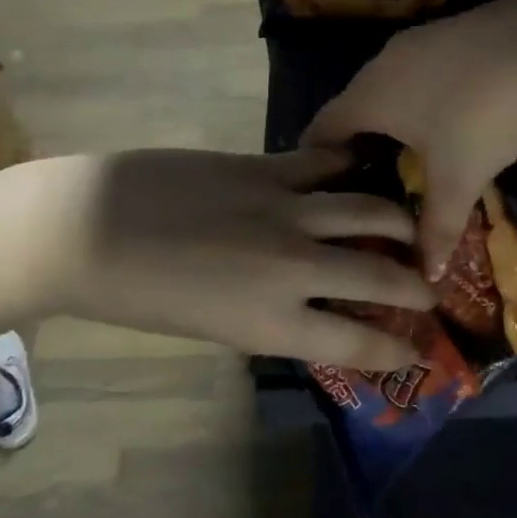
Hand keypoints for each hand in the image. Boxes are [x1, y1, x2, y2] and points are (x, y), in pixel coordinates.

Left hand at [37, 148, 436, 372]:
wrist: (86, 229)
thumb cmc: (139, 295)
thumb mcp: (214, 327)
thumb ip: (271, 317)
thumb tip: (313, 305)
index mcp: (270, 324)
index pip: (355, 344)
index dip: (394, 351)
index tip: (416, 352)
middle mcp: (292, 269)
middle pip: (378, 278)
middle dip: (416, 287)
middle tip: (430, 288)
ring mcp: (284, 211)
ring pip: (367, 211)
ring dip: (398, 221)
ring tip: (411, 225)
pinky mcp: (264, 168)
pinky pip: (325, 165)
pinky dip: (350, 168)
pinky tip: (363, 167)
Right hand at [306, 0, 516, 273]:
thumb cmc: (479, 120)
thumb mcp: (457, 181)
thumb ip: (436, 229)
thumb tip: (426, 275)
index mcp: (369, 97)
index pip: (322, 128)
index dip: (315, 158)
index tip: (319, 185)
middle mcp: (383, 62)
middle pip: (355, 102)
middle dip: (357, 137)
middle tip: (366, 174)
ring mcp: (419, 38)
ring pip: (391, 80)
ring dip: (394, 111)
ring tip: (409, 145)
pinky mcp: (453, 26)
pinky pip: (423, 66)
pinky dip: (425, 91)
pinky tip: (452, 108)